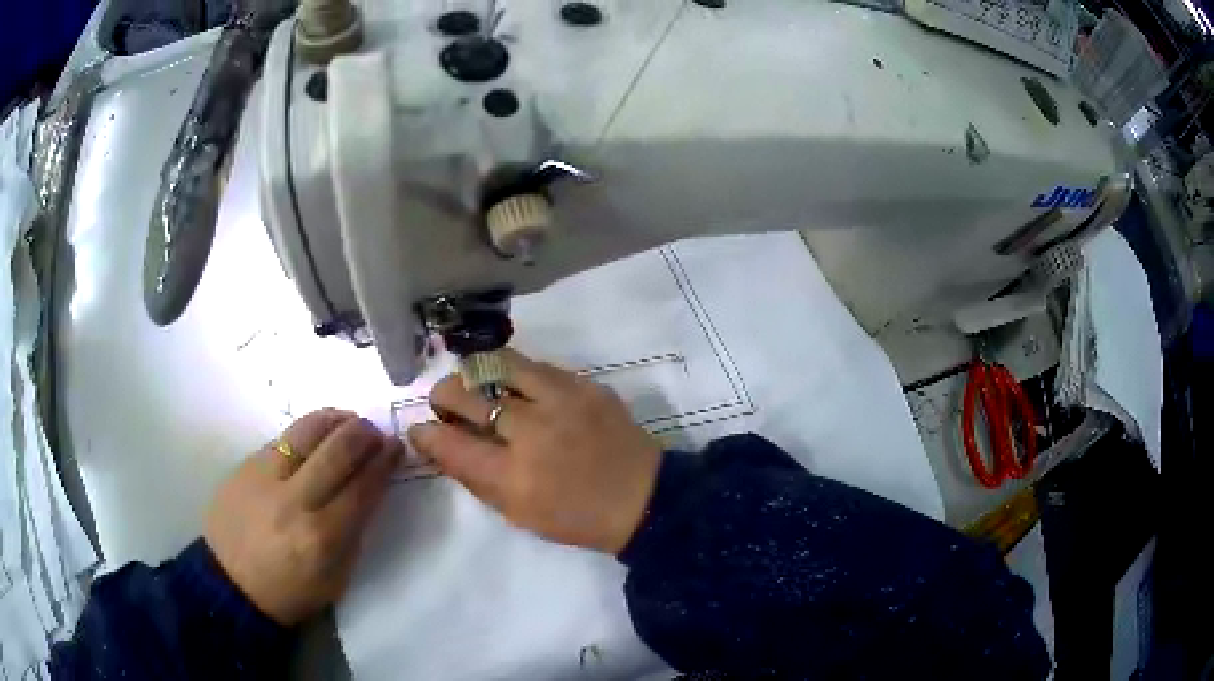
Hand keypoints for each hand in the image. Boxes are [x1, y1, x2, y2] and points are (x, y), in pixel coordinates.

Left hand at [204, 410, 403, 625]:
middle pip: (337, 451)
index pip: (362, 487)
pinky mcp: (245, 466)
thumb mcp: (336, 578)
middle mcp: (294, 501)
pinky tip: (316, 432)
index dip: (384, 463)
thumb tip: (368, 491)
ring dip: (335, 420)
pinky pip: (281, 438)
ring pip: (306, 431)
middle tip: (375, 431)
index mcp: (322, 537)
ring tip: (348, 419)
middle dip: (364, 434)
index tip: (396, 447)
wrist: (231, 584)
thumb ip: (354, 534)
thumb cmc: (290, 591)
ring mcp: (265, 478)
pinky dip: (306, 431)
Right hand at [408, 350, 661, 553]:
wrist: (643, 498)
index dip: (425, 433)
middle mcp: (531, 432)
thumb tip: (441, 444)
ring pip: (497, 365)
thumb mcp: (518, 513)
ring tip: (475, 385)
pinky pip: (535, 366)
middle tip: (444, 403)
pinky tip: (514, 386)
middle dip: (443, 395)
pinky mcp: (584, 385)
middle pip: (466, 394)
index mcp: (513, 477)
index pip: (449, 444)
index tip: (421, 429)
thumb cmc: (576, 517)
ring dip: (475, 374)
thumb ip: (475, 477)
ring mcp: (560, 401)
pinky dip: (514, 374)